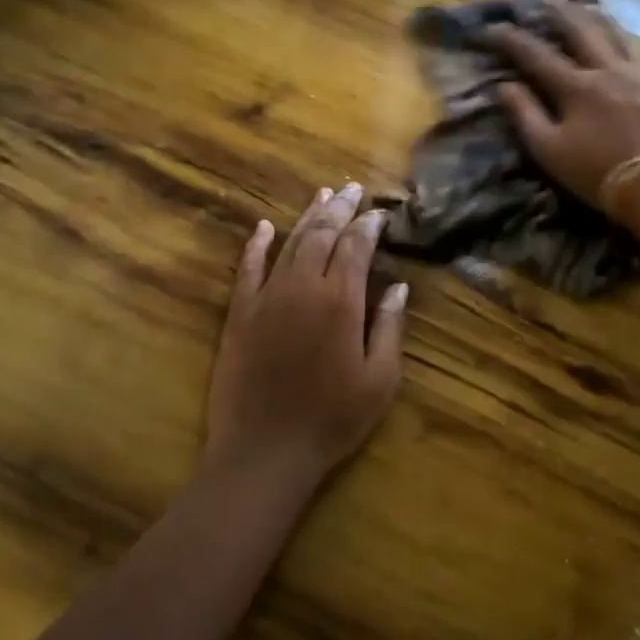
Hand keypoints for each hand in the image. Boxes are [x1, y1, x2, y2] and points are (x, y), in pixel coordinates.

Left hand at [202, 184, 407, 487]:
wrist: (265, 450)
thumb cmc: (332, 419)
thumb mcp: (379, 380)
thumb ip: (389, 328)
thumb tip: (400, 287)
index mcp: (341, 302)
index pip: (356, 247)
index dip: (369, 225)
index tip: (379, 212)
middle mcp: (302, 288)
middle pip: (322, 235)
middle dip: (340, 209)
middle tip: (352, 189)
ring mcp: (266, 298)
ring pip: (288, 244)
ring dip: (307, 217)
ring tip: (322, 195)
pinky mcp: (239, 314)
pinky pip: (247, 268)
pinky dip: (256, 245)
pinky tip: (264, 227)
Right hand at [484, 0, 639, 211]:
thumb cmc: (598, 173)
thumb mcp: (550, 151)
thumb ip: (525, 115)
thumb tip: (503, 86)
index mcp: (576, 87)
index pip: (536, 55)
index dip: (511, 40)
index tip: (491, 28)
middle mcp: (609, 69)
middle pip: (581, 31)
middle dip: (560, 13)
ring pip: (620, 35)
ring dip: (600, 19)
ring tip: (589, 7)